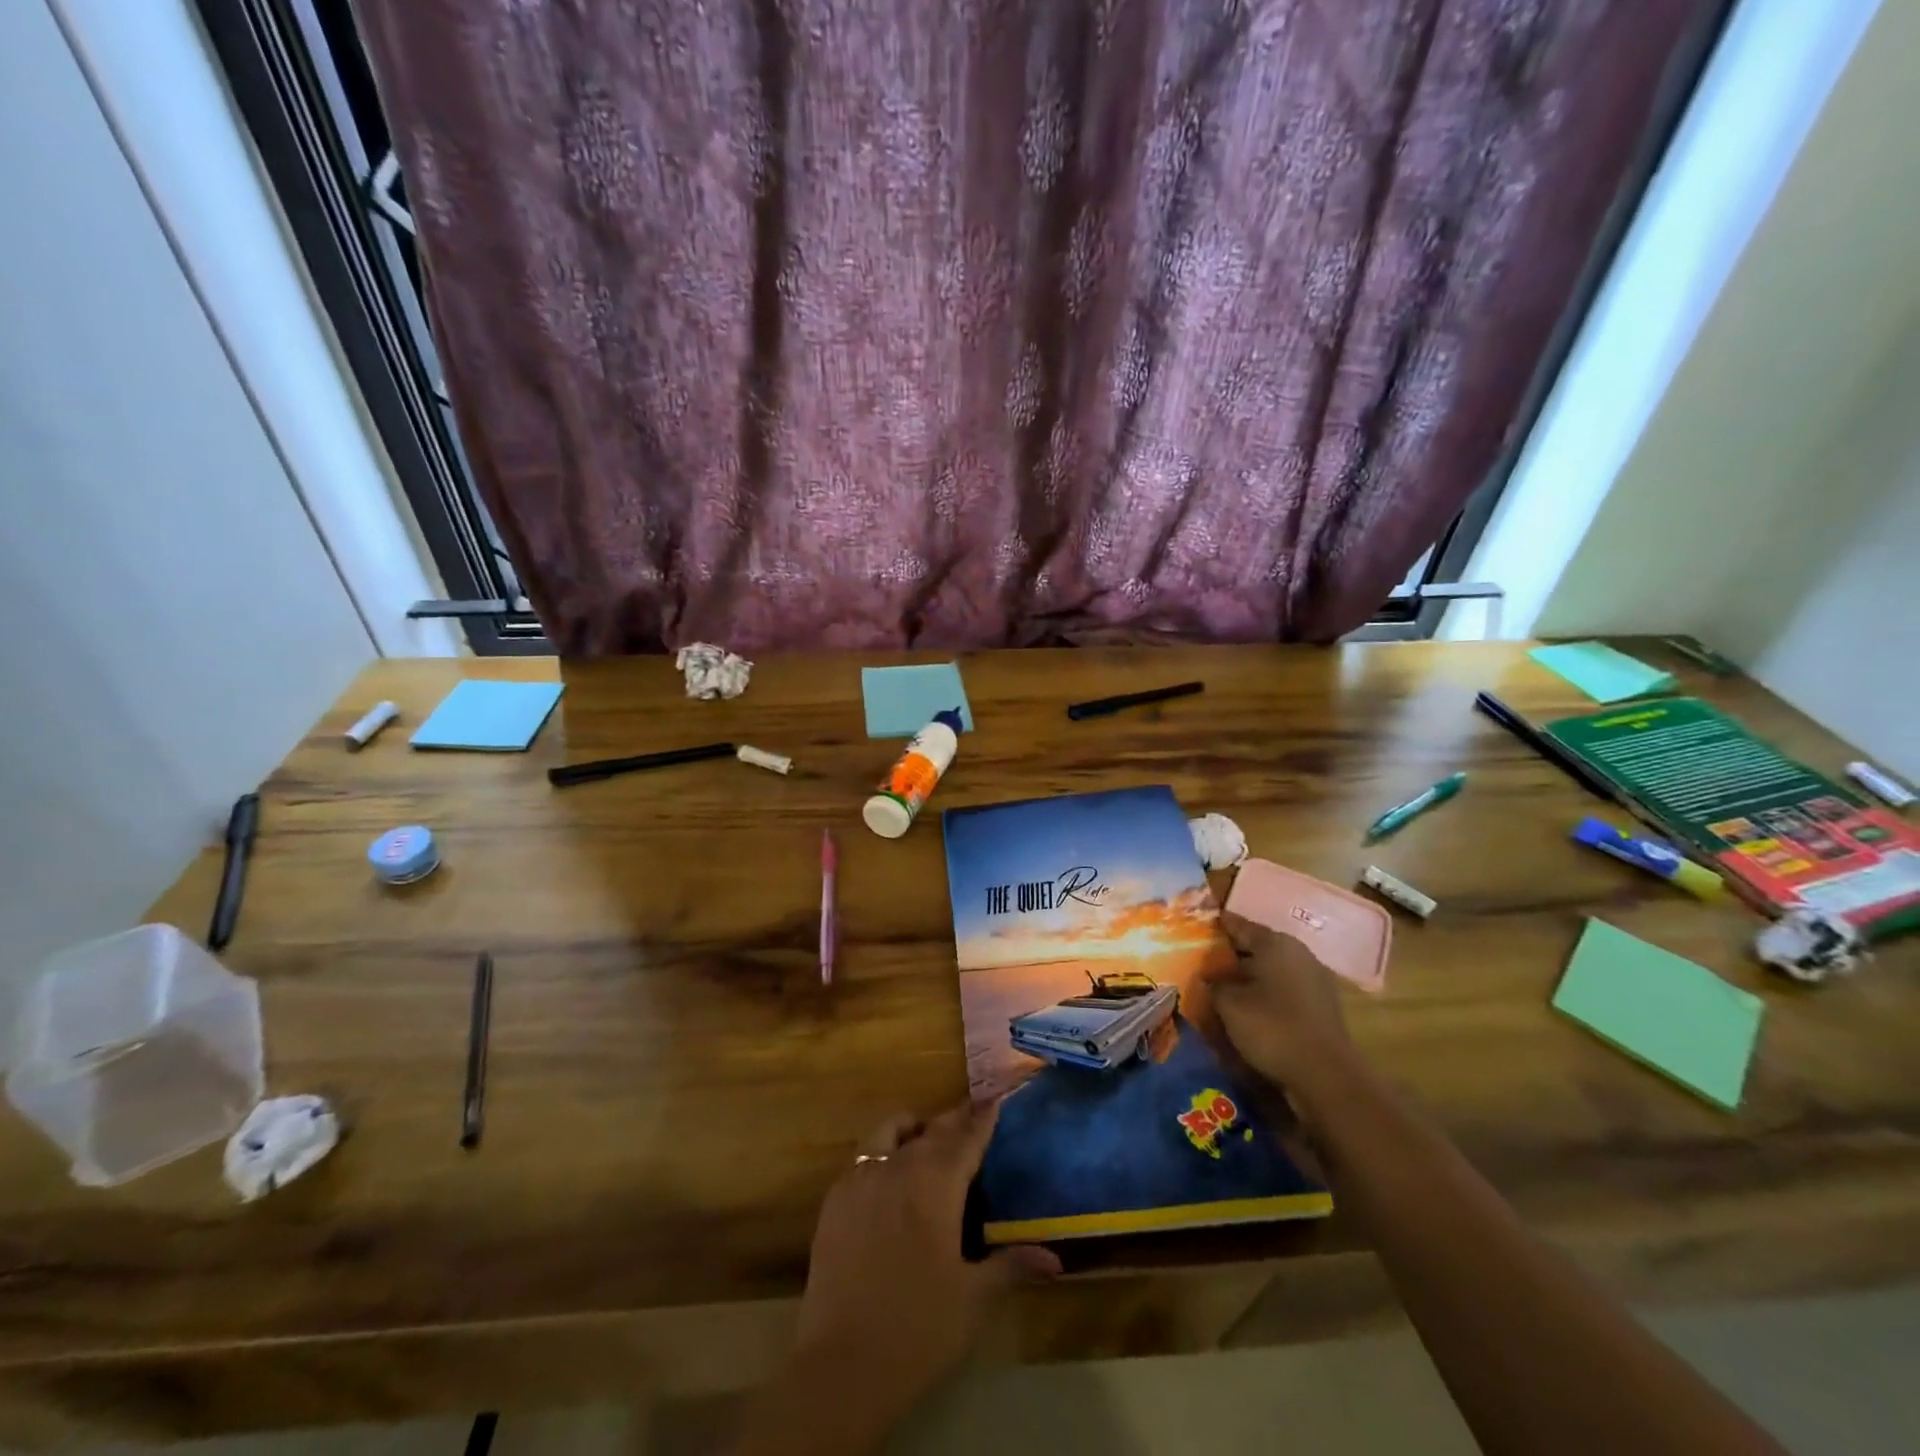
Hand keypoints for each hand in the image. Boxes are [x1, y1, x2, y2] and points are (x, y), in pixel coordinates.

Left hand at [795, 1102, 1060, 1411]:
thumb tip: (1054, 1259)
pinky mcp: (834, 1200)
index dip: (982, 1118)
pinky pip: (862, 1159)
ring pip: (890, 1132)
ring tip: (924, 1137)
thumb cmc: (919, 1329)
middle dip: (953, 1120)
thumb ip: (1011, 1267)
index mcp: (936, 1183)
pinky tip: (887, 1177)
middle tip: (969, 1115)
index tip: (994, 1099)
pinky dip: (881, 1153)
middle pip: (931, 1130)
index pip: (966, 1138)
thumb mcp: (973, 1299)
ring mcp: (861, 1179)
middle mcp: (899, 1167)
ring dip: (912, 1128)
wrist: (842, 1365)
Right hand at [1214, 912, 1363, 1111]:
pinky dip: (1267, 992)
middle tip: (1207, 960)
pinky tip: (1251, 1006)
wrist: (1326, 1075)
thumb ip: (1215, 983)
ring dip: (1251, 974)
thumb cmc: (1271, 1027)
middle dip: (1233, 953)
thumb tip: (1210, 977)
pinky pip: (1286, 988)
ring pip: (1273, 968)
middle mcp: (1298, 953)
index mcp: (1275, 942)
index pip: (1238, 924)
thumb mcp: (1229, 1003)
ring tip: (1226, 985)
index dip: (1217, 925)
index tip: (1197, 927)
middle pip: (1258, 945)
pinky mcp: (1322, 1005)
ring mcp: (1314, 978)